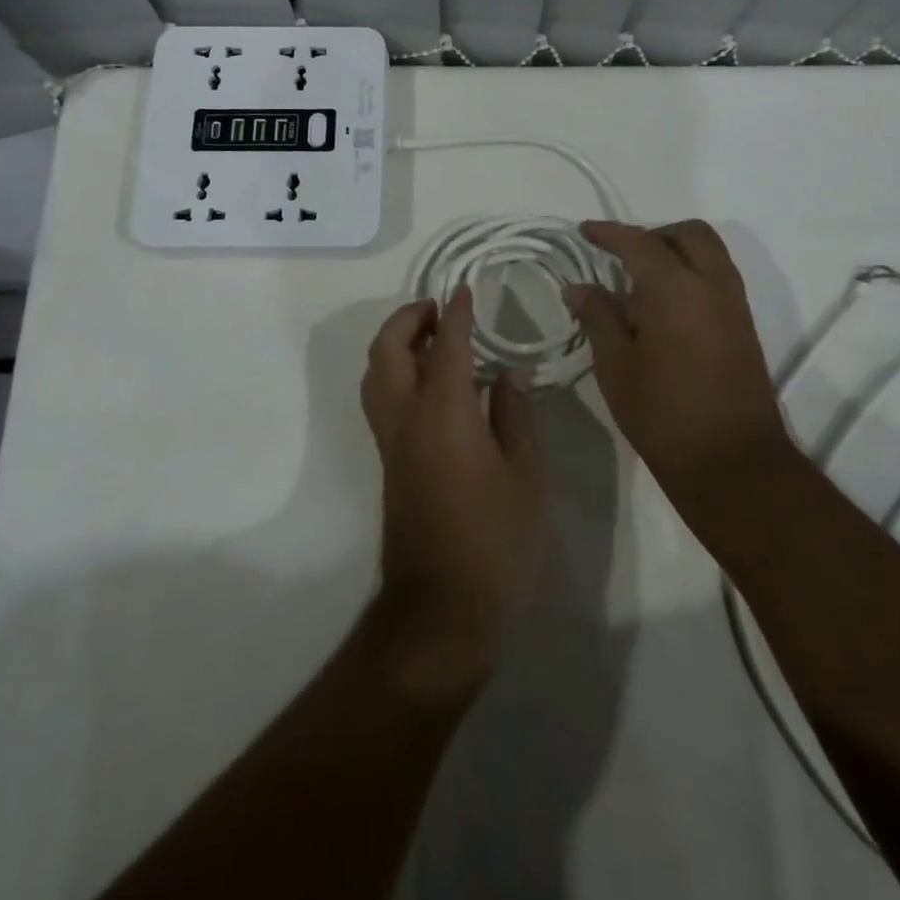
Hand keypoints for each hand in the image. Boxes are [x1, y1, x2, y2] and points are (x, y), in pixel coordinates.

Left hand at [359, 286, 543, 701]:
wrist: (441, 609)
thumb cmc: (495, 541)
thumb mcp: (524, 475)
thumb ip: (514, 415)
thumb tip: (509, 372)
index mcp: (444, 414)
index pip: (447, 346)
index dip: (456, 313)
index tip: (464, 290)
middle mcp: (406, 418)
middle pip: (389, 350)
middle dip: (409, 319)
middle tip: (440, 309)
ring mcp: (390, 441)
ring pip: (375, 373)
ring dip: (395, 343)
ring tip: (432, 338)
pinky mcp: (388, 462)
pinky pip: (380, 397)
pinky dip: (394, 371)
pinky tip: (429, 382)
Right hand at [565, 220, 790, 527]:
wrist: (731, 460)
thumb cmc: (662, 412)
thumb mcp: (615, 365)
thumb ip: (598, 316)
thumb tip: (580, 287)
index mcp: (675, 288)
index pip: (639, 243)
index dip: (609, 233)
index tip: (585, 231)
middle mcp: (711, 284)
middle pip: (688, 234)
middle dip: (653, 234)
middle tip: (621, 255)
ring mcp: (734, 304)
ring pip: (709, 253)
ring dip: (676, 251)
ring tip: (640, 282)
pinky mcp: (744, 326)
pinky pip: (718, 277)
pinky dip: (692, 273)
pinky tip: (665, 306)